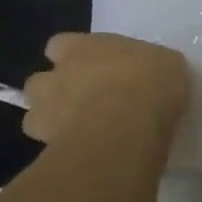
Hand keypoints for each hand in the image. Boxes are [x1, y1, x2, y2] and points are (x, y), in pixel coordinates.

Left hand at [21, 33, 190, 144]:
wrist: (129, 125)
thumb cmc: (148, 81)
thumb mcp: (166, 63)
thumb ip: (149, 66)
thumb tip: (154, 73)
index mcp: (79, 47)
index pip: (58, 45)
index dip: (73, 57)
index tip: (92, 68)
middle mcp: (55, 77)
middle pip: (39, 83)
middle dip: (55, 93)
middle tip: (84, 105)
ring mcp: (46, 113)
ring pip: (35, 119)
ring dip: (52, 124)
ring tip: (81, 135)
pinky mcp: (49, 147)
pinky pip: (49, 150)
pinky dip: (63, 152)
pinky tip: (87, 156)